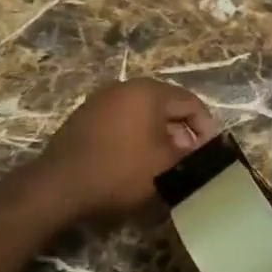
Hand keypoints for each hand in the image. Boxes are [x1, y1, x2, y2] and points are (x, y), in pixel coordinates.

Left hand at [31, 79, 216, 222]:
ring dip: (158, 133)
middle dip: (182, 130)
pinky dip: (135, 135)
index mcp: (149, 91)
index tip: (211, 152)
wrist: (60, 185)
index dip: (206, 127)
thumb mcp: (166, 167)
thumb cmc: (121, 171)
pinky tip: (135, 159)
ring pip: (142, 112)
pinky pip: (121, 120)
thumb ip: (191, 154)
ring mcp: (101, 99)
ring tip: (164, 161)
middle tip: (189, 157)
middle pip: (166, 104)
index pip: (191, 102)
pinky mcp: (84, 116)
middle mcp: (125, 87)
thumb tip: (202, 149)